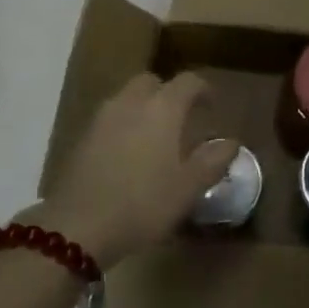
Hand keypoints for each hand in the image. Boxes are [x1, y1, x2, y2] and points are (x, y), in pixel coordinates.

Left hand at [24, 73, 238, 268]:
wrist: (78, 226)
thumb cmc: (143, 203)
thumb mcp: (188, 188)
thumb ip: (213, 161)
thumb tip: (230, 142)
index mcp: (162, 108)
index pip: (187, 82)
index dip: (203, 89)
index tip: (212, 106)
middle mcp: (130, 103)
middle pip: (151, 82)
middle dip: (168, 93)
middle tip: (181, 119)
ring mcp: (101, 118)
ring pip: (127, 98)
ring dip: (144, 108)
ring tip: (156, 137)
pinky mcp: (82, 137)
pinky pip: (110, 119)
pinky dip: (124, 125)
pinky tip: (129, 154)